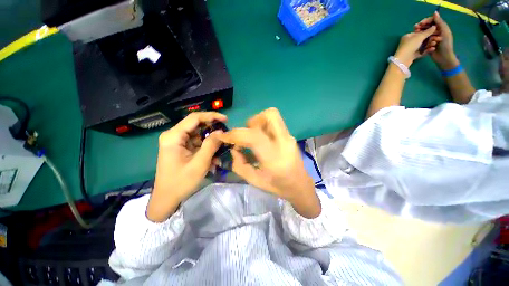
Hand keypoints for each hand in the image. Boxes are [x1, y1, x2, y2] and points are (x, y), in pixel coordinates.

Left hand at [147, 112, 226, 221]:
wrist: (166, 198)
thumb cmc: (181, 182)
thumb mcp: (200, 163)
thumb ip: (211, 145)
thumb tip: (221, 131)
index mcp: (174, 136)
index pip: (194, 118)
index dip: (211, 116)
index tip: (226, 120)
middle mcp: (173, 135)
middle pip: (196, 125)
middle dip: (212, 128)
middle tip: (226, 133)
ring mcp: (177, 141)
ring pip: (198, 133)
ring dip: (211, 139)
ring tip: (222, 145)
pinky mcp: (181, 147)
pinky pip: (196, 142)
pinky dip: (206, 146)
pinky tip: (214, 154)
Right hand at [218, 108, 320, 217]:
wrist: (300, 186)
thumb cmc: (277, 186)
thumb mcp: (254, 180)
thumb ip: (239, 164)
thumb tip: (234, 149)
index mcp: (274, 158)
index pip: (253, 137)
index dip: (235, 134)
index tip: (224, 137)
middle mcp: (284, 142)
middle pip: (269, 115)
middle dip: (252, 121)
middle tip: (246, 134)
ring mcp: (289, 137)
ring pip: (272, 116)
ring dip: (258, 122)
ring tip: (253, 137)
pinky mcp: (290, 135)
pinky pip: (275, 123)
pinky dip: (264, 126)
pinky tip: (262, 139)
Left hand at [394, 25, 437, 66]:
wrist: (403, 59)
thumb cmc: (410, 45)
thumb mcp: (420, 36)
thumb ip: (427, 31)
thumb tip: (434, 26)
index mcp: (408, 36)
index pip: (419, 32)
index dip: (427, 31)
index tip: (435, 31)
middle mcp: (409, 42)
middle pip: (421, 39)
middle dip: (430, 38)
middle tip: (437, 38)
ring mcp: (410, 49)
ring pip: (422, 46)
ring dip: (429, 44)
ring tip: (435, 43)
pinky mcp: (412, 56)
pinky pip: (421, 52)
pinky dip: (427, 50)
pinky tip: (433, 49)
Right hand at [415, 12, 458, 69]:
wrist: (443, 58)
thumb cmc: (445, 45)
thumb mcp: (444, 32)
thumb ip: (440, 22)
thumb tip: (435, 13)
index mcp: (440, 28)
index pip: (432, 21)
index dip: (426, 21)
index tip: (420, 24)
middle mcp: (435, 32)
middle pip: (427, 27)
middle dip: (421, 27)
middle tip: (415, 29)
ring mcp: (431, 38)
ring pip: (423, 33)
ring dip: (419, 34)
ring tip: (415, 35)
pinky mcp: (427, 44)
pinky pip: (422, 41)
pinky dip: (420, 40)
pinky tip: (417, 41)